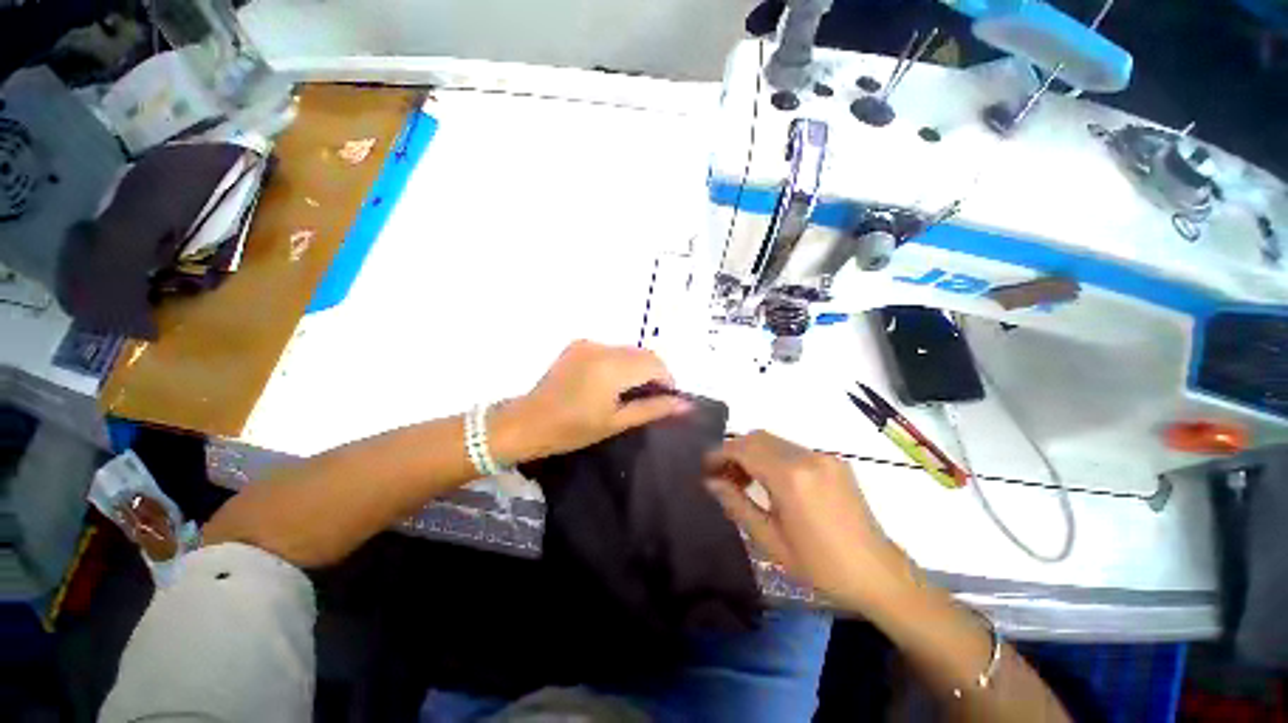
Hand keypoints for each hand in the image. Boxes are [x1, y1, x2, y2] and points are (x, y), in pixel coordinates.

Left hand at [494, 340, 690, 461]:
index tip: (668, 399)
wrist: (527, 422)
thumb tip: (686, 405)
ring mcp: (589, 343)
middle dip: (655, 373)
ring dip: (638, 367)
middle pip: (643, 354)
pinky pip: (611, 349)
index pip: (655, 364)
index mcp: (613, 367)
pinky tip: (614, 381)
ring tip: (634, 391)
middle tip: (653, 398)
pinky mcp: (578, 344)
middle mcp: (603, 347)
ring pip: (628, 350)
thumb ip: (653, 409)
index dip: (668, 380)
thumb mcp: (617, 422)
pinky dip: (621, 362)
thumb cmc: (573, 429)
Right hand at [704, 430, 917, 613]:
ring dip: (753, 453)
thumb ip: (737, 504)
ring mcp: (824, 456)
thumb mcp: (771, 541)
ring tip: (744, 481)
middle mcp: (807, 457)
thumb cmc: (821, 565)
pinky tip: (772, 481)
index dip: (720, 453)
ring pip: (774, 440)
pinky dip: (773, 457)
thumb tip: (711, 482)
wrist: (878, 574)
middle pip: (758, 437)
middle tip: (723, 476)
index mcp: (791, 477)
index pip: (744, 449)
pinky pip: (793, 449)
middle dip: (735, 451)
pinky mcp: (835, 461)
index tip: (706, 468)